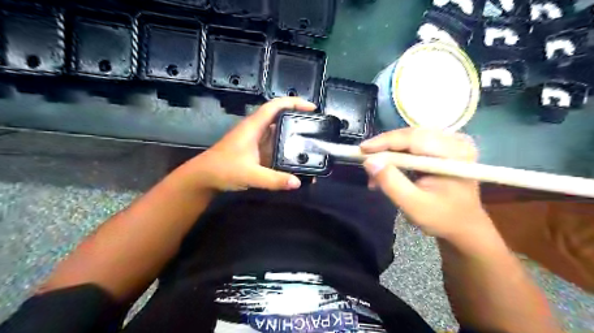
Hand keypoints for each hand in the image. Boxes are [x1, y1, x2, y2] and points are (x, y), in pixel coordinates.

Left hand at [181, 97, 317, 190]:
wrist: (204, 178)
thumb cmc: (223, 169)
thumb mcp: (250, 175)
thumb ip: (274, 179)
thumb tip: (298, 183)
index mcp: (254, 127)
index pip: (275, 106)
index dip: (294, 103)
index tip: (312, 108)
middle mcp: (257, 130)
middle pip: (280, 118)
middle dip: (298, 121)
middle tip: (316, 129)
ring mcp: (256, 141)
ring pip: (279, 134)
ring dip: (293, 138)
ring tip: (311, 145)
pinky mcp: (256, 152)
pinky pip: (275, 148)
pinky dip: (286, 152)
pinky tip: (296, 160)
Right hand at [360, 129, 493, 241]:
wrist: (463, 226)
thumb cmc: (441, 218)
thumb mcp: (413, 204)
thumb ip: (391, 182)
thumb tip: (369, 162)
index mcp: (454, 155)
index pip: (414, 138)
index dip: (385, 141)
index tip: (362, 149)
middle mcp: (455, 142)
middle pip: (410, 135)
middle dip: (385, 148)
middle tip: (367, 163)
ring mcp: (450, 143)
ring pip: (409, 139)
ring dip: (389, 153)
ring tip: (376, 172)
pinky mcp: (443, 147)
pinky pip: (413, 145)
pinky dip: (397, 156)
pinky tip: (388, 170)